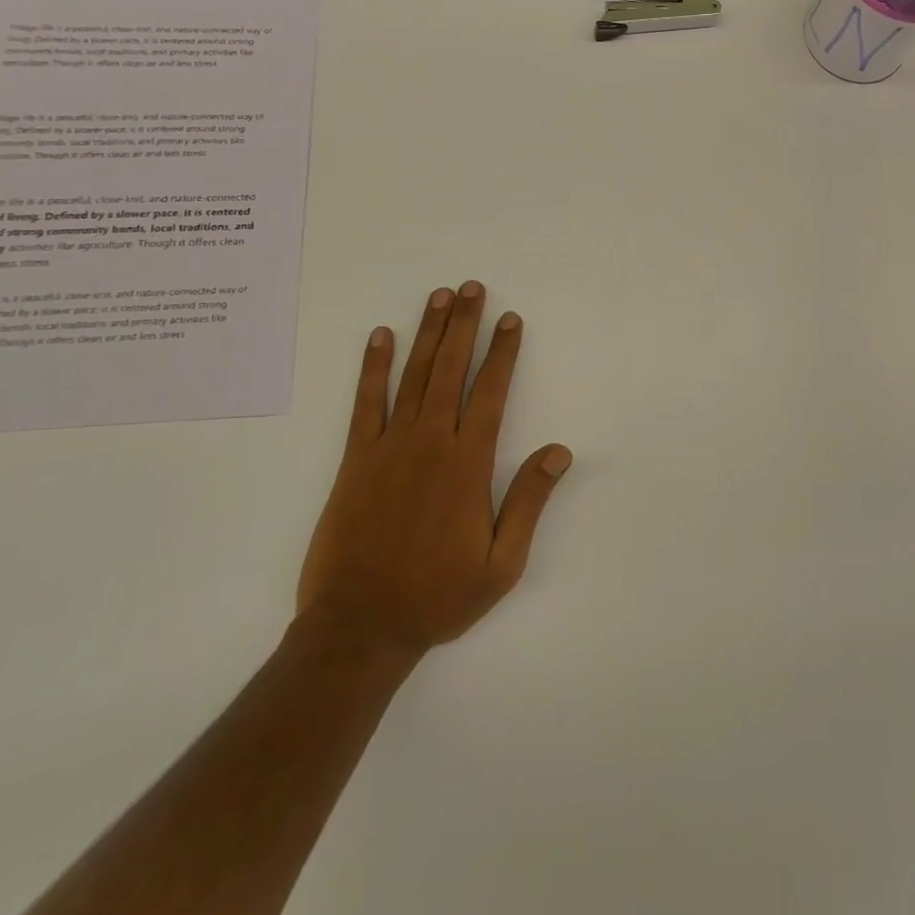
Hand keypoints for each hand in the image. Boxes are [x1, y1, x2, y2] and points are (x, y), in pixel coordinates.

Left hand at [296, 282, 572, 654]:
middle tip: (471, 287)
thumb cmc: (437, 596)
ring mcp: (389, 447)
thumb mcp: (501, 564)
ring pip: (414, 376)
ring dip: (428, 333)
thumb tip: (559, 451)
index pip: (491, 393)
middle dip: (464, 325)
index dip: (503, 352)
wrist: (359, 627)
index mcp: (468, 464)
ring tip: (438, 297)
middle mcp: (431, 443)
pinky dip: (373, 367)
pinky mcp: (356, 459)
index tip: (510, 319)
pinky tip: (381, 336)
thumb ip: (529, 502)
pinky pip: (366, 403)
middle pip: (451, 370)